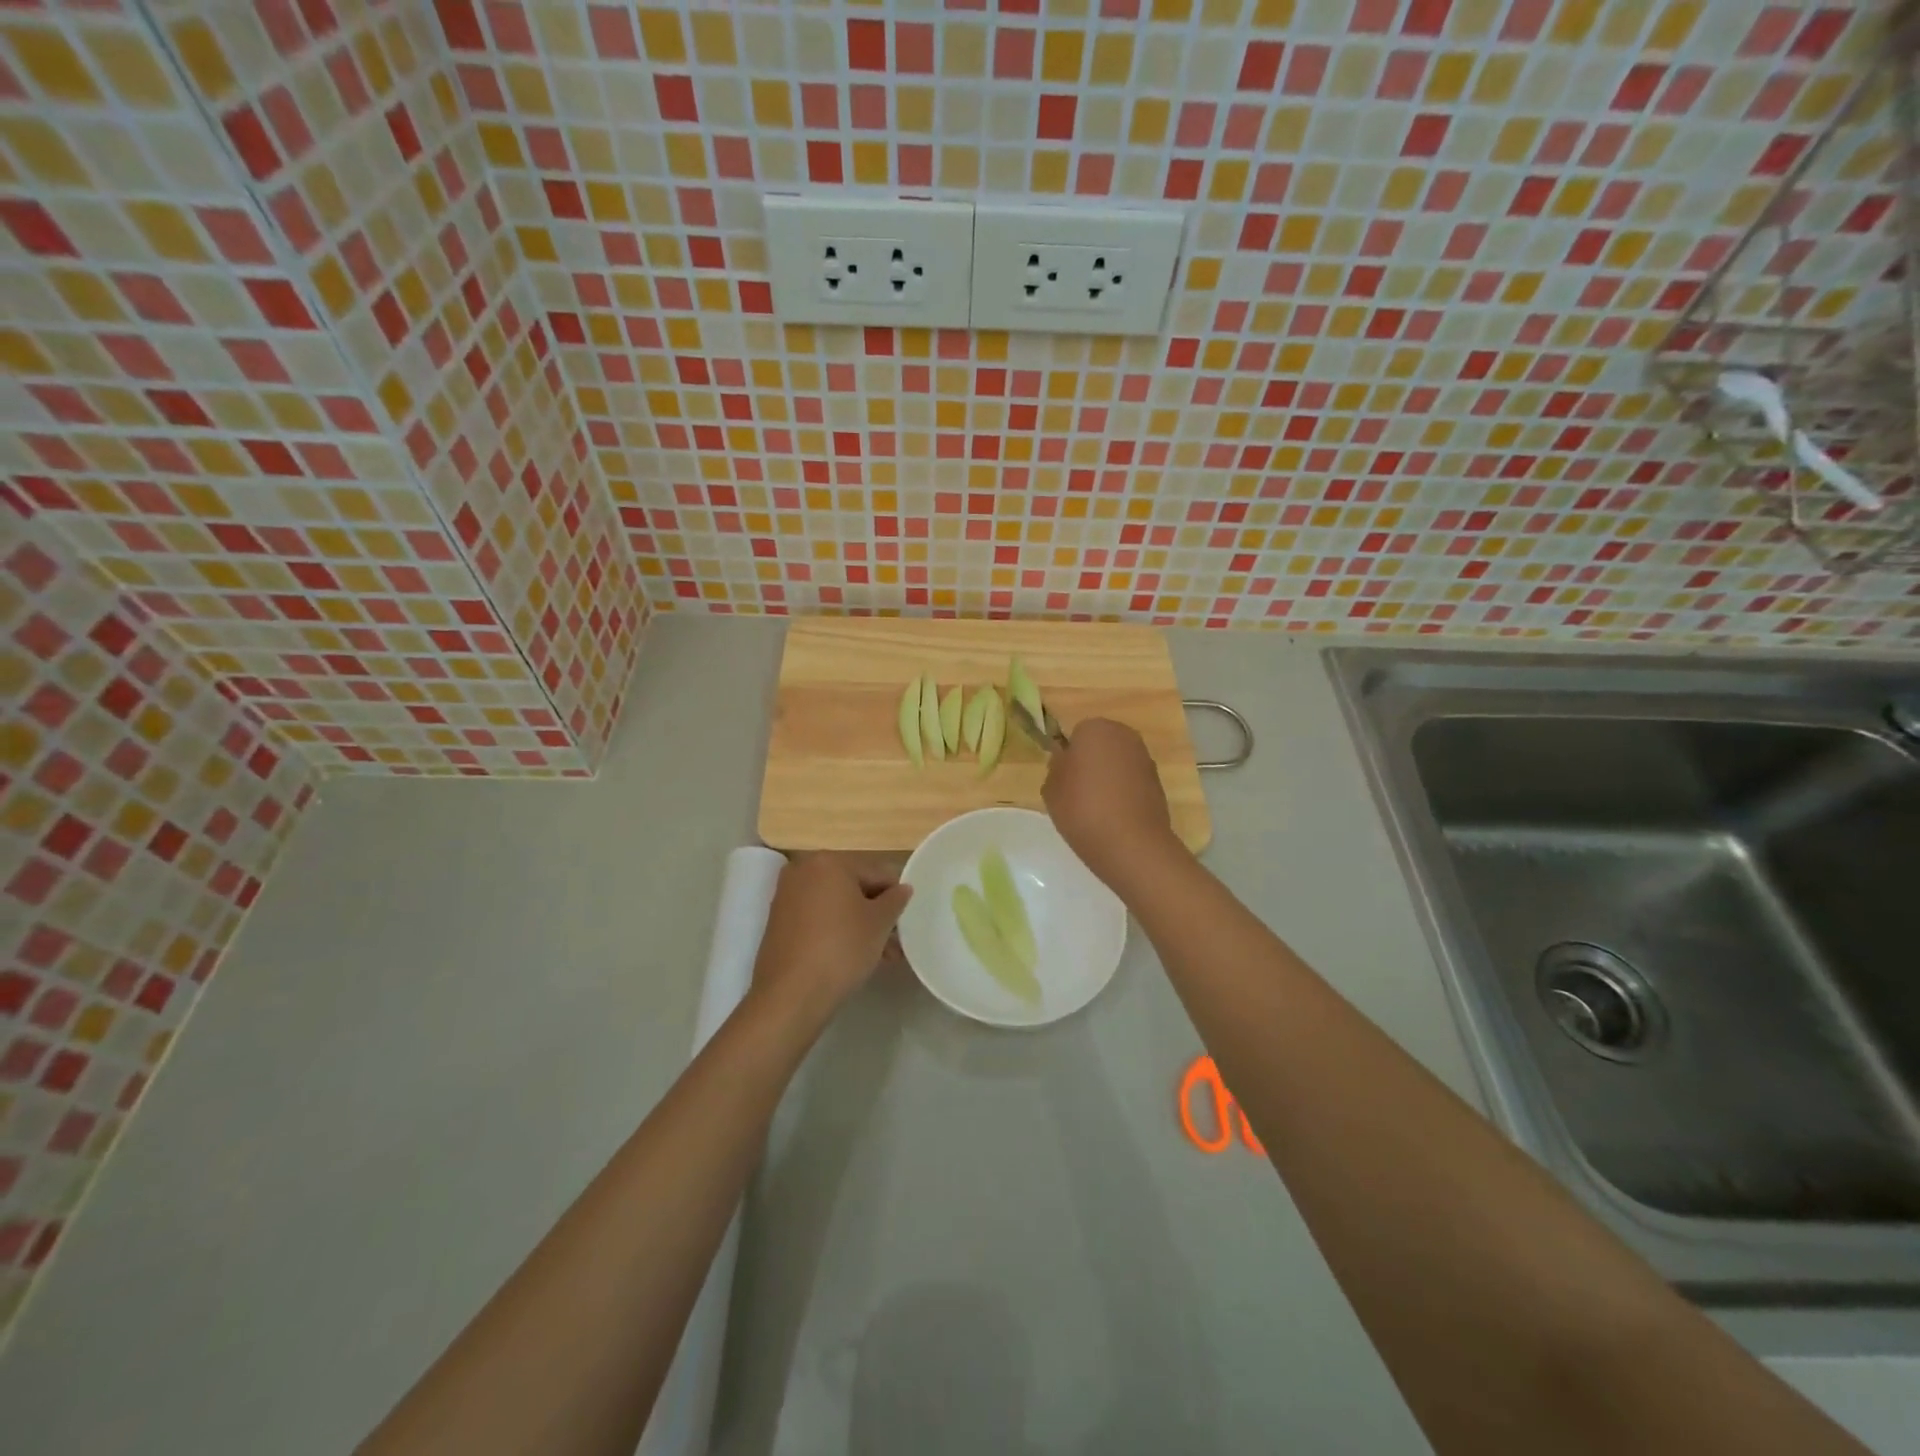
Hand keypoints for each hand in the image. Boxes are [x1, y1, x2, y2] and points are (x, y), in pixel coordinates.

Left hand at [748, 853, 910, 1032]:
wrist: (791, 994)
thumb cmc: (841, 948)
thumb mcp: (880, 923)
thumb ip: (895, 900)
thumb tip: (902, 889)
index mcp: (828, 861)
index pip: (875, 872)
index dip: (895, 896)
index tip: (906, 920)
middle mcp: (803, 871)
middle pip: (853, 888)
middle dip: (876, 913)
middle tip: (895, 941)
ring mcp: (786, 897)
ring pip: (835, 906)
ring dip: (859, 925)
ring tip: (881, 956)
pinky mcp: (778, 923)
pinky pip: (817, 919)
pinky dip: (836, 931)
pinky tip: (852, 956)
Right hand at [1041, 718, 1184, 892]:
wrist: (1130, 843)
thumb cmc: (1082, 808)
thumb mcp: (1051, 788)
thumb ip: (1056, 767)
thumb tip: (1066, 761)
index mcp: (1095, 728)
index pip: (1076, 734)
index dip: (1069, 756)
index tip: (1064, 779)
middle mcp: (1124, 736)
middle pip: (1101, 745)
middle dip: (1091, 763)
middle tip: (1077, 793)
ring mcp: (1145, 759)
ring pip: (1118, 764)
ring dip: (1109, 778)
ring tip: (1096, 809)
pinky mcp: (1158, 783)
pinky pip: (1132, 782)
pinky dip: (1124, 793)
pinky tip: (1114, 817)